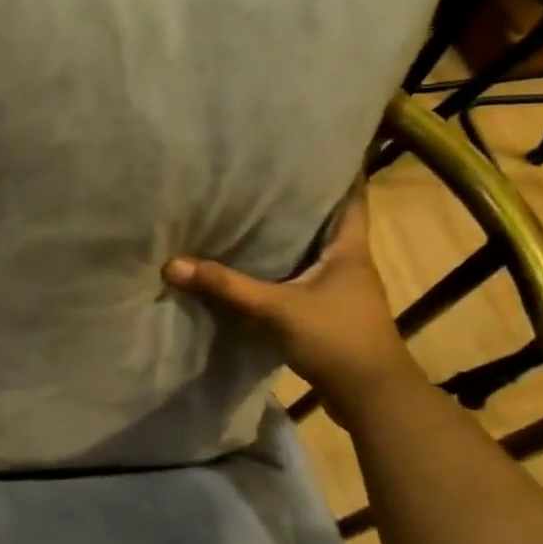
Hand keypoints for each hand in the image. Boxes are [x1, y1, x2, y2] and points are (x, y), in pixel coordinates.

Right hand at [164, 183, 418, 414]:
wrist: (370, 397)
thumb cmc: (336, 339)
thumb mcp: (276, 309)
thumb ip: (226, 287)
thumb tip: (172, 264)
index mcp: (349, 248)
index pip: (351, 196)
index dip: (339, 169)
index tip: (316, 146)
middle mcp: (349, 262)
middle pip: (327, 220)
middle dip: (300, 199)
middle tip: (263, 175)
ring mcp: (340, 289)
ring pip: (312, 250)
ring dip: (288, 235)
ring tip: (250, 211)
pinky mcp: (328, 312)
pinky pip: (301, 277)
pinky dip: (281, 267)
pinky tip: (253, 265)